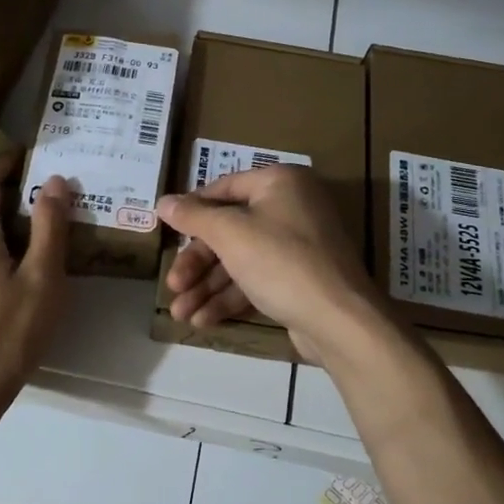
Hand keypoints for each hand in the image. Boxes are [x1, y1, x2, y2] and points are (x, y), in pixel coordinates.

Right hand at [156, 165, 382, 360]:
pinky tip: (203, 320)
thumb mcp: (231, 234)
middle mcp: (291, 207)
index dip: (192, 210)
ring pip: (240, 260)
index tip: (166, 231)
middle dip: (197, 263)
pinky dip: (229, 298)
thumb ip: (194, 217)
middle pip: (229, 230)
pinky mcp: (299, 280)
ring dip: (207, 287)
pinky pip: (256, 281)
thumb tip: (163, 201)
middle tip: (173, 286)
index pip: (224, 188)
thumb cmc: (281, 262)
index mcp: (280, 183)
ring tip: (179, 314)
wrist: (339, 320)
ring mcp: (298, 246)